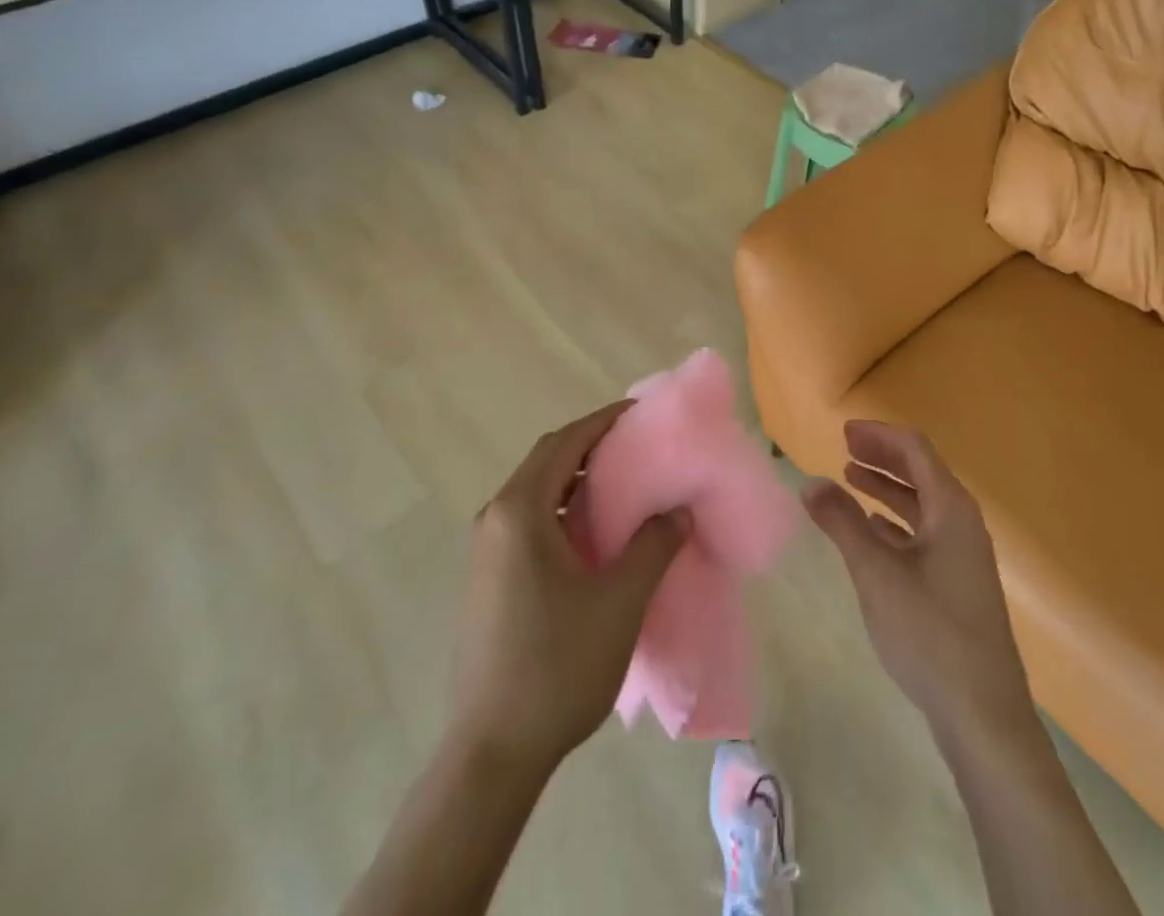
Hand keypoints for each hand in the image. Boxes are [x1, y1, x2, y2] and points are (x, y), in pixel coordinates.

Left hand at [450, 403, 686, 772]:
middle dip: (591, 444)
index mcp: (520, 511)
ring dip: (577, 478)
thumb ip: (654, 545)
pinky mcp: (488, 578)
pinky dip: (563, 508)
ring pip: (537, 491)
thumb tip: (677, 509)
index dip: (603, 421)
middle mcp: (495, 518)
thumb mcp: (620, 601)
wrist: (493, 751)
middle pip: (547, 460)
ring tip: (624, 484)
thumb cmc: (558, 665)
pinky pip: (529, 520)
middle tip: (638, 445)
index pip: (565, 442)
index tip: (641, 412)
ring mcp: (486, 550)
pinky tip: (594, 533)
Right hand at [804, 421, 1035, 739]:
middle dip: (882, 457)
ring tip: (849, 479)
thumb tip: (809, 482)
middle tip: (843, 449)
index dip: (879, 435)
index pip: (915, 450)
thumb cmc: (929, 633)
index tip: (844, 431)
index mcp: (951, 508)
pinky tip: (872, 529)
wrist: (983, 716)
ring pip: (922, 504)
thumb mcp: (876, 573)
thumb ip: (842, 523)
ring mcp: (963, 555)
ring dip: (887, 488)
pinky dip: (895, 522)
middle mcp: (962, 523)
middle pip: (921, 472)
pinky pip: (924, 533)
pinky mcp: (958, 584)